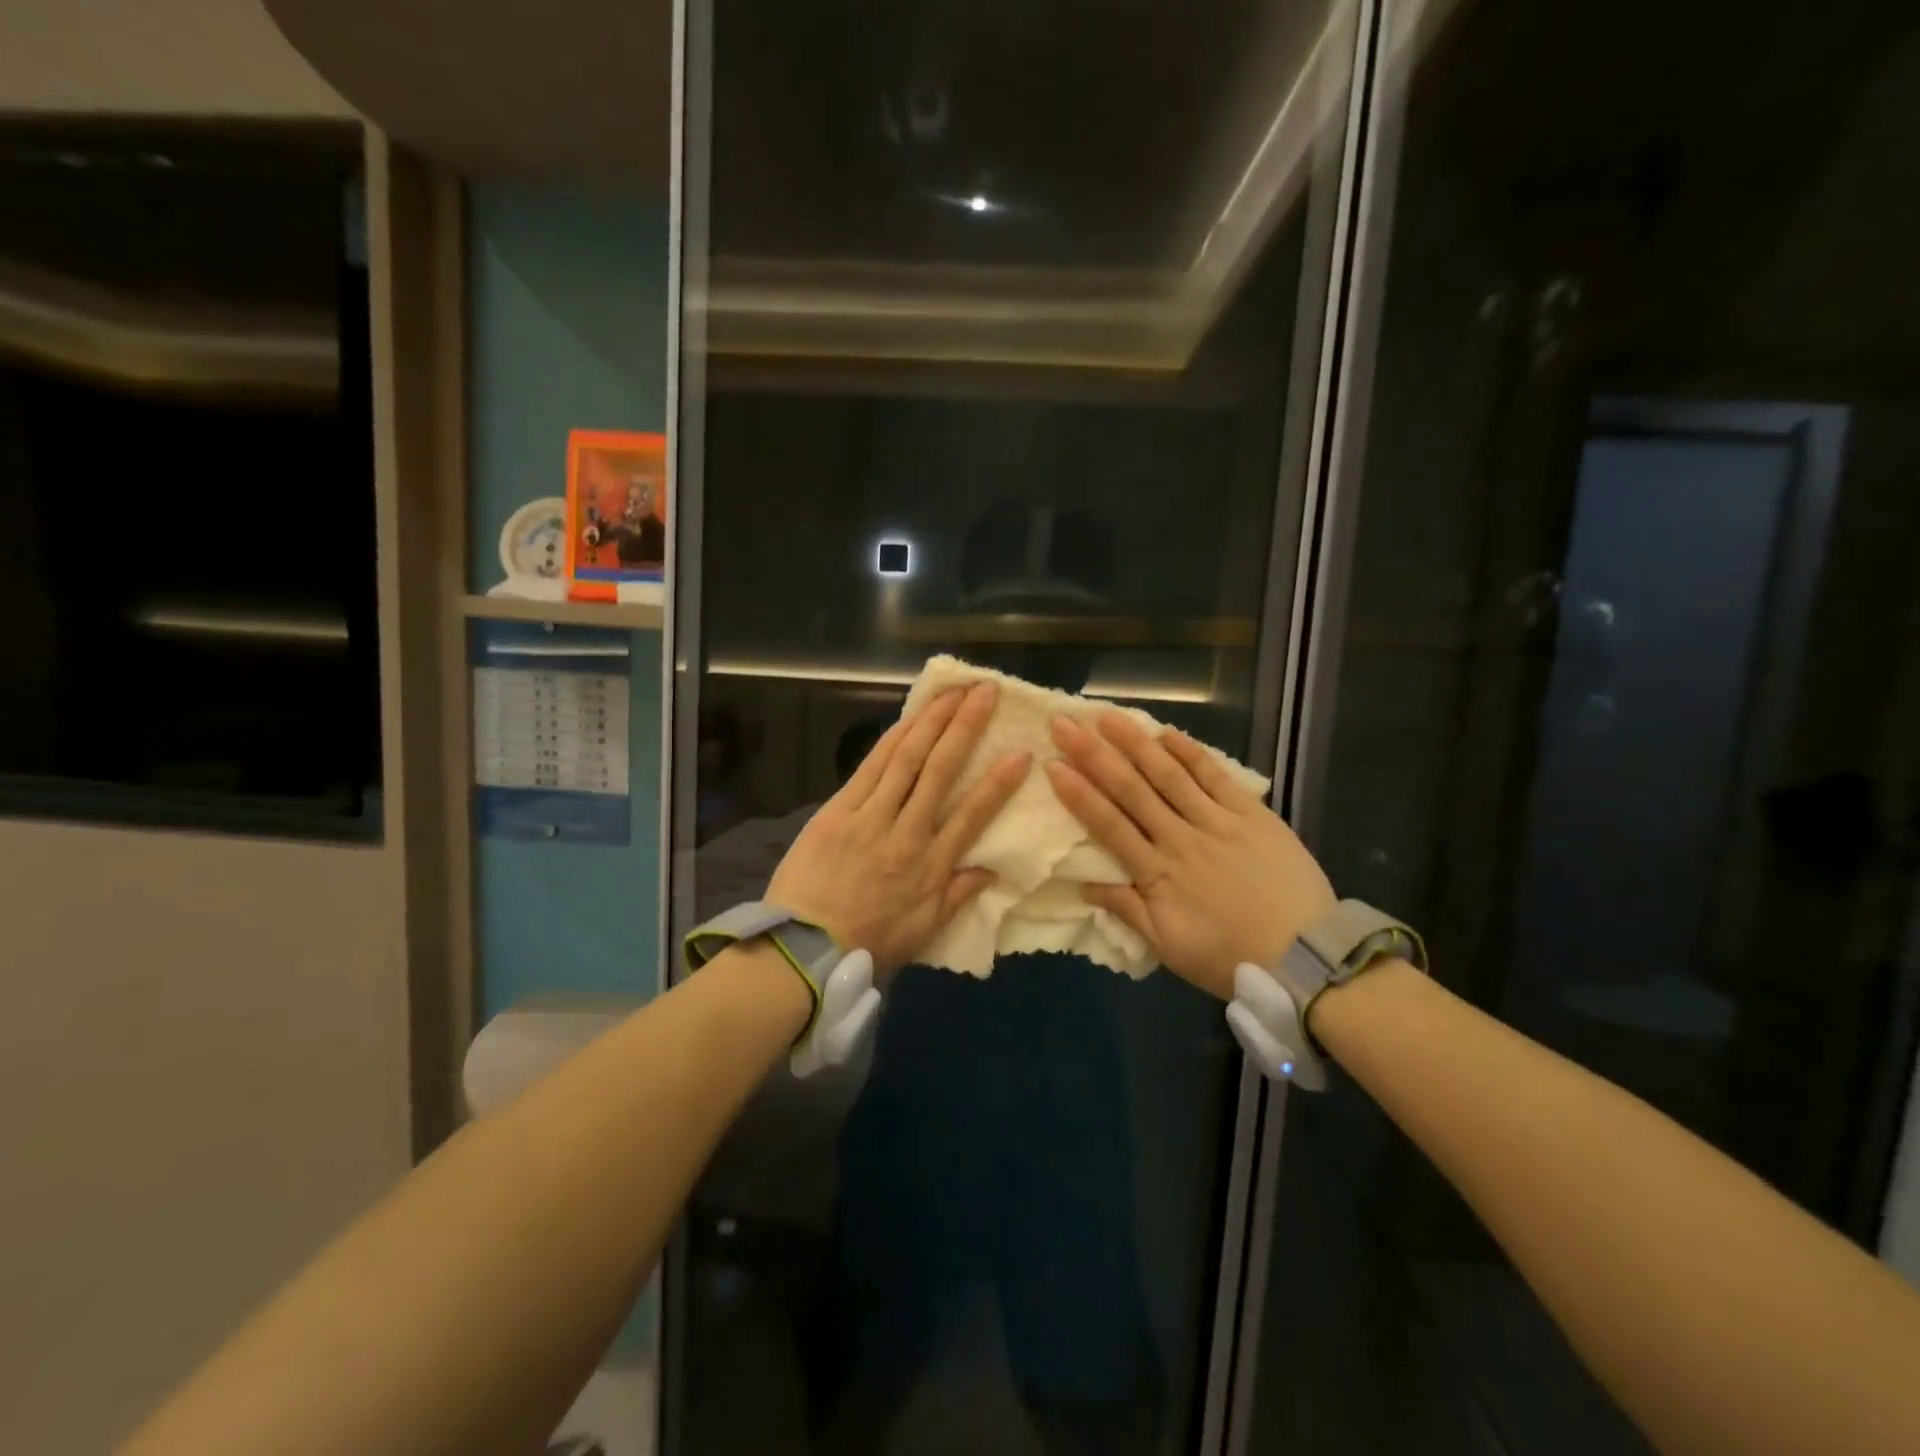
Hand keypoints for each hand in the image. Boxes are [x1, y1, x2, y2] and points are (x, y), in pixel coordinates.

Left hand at [768, 683, 1028, 975]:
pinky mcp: (838, 810)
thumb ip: (958, 895)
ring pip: (906, 758)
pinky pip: (870, 766)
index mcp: (931, 866)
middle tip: (986, 692)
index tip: (1021, 752)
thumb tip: (993, 868)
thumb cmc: (867, 943)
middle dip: (965, 727)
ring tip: (952, 691)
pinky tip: (910, 717)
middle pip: (940, 770)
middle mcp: (906, 832)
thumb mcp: (924, 931)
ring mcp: (870, 817)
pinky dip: (892, 738)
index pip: (973, 815)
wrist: (803, 949)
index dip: (999, 782)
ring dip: (931, 720)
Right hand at [1046, 714, 1335, 999]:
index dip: (1079, 794)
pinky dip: (1191, 753)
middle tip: (1066, 725)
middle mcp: (1181, 839)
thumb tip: (1082, 884)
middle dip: (1094, 756)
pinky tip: (1167, 733)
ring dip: (1136, 744)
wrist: (1306, 958)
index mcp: (1157, 874)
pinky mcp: (1251, 814)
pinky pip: (1216, 777)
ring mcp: (1218, 822)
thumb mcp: (1169, 947)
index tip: (1053, 765)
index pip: (1109, 825)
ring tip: (1107, 717)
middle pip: (1131, 790)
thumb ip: (1127, 910)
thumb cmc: (1230, 957)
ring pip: (1169, 775)